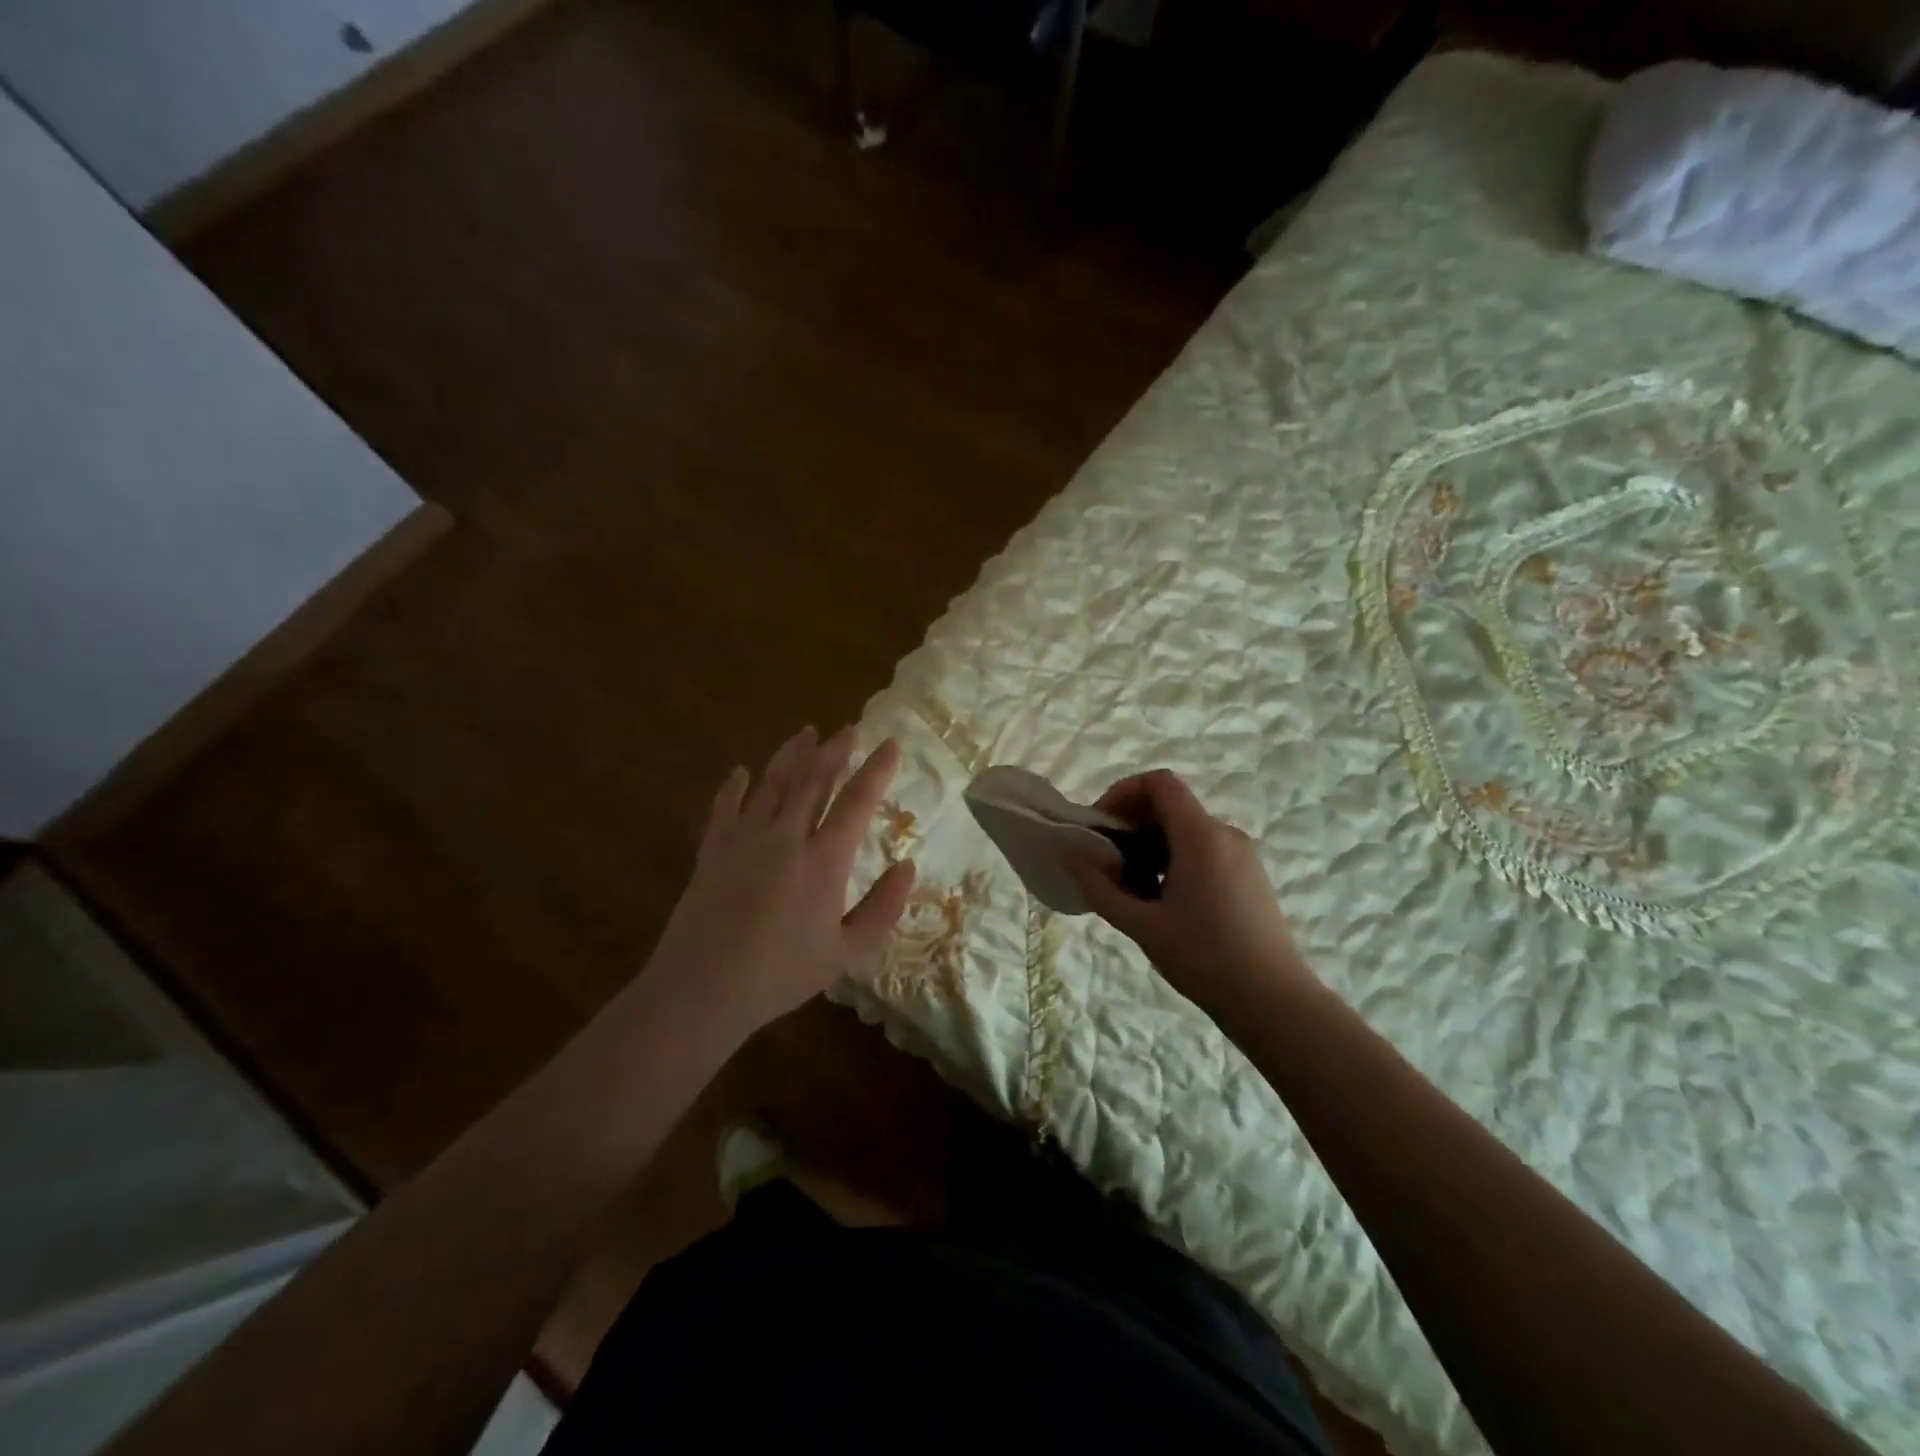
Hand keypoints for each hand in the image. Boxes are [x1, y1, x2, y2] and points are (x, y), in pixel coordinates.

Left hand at [641, 726, 915, 1045]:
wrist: (702, 990)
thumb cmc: (781, 975)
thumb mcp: (847, 953)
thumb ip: (883, 908)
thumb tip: (908, 867)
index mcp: (823, 860)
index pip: (857, 801)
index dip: (876, 770)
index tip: (890, 744)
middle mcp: (785, 837)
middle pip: (813, 780)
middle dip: (834, 750)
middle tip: (849, 728)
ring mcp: (744, 839)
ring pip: (772, 783)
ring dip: (792, 755)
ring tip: (806, 732)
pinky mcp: (712, 850)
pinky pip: (725, 806)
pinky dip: (735, 785)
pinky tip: (741, 771)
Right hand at [1068, 770, 1317, 1024]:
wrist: (1275, 1003)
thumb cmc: (1205, 959)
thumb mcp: (1142, 925)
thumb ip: (1100, 887)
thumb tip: (1070, 854)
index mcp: (1201, 836)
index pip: (1159, 783)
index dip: (1123, 792)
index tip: (1100, 827)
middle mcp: (1225, 834)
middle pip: (1170, 805)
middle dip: (1131, 825)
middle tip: (1106, 862)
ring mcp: (1242, 855)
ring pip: (1185, 830)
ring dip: (1150, 846)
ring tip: (1130, 888)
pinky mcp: (1249, 875)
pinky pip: (1203, 849)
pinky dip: (1173, 859)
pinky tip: (1162, 901)